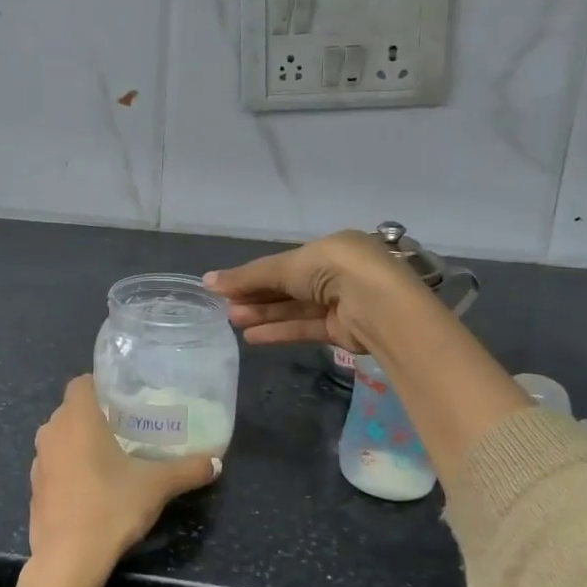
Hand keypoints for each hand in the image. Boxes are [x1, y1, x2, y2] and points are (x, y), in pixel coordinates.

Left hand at [30, 376, 218, 582]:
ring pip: (60, 437)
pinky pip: (54, 464)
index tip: (124, 399)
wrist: (68, 560)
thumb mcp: (156, 487)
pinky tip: (92, 487)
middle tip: (126, 427)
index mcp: (77, 418)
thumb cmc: (110, 507)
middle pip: (71, 409)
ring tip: (111, 456)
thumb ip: (187, 470)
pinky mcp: (34, 488)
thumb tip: (216, 462)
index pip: (81, 383)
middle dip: (94, 415)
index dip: (100, 385)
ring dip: (79, 441)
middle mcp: (52, 432)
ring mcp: (39, 461)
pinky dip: (69, 467)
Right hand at [204, 230, 422, 352]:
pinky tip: (252, 337)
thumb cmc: (333, 270)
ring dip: (264, 314)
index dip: (254, 274)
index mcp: (329, 249)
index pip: (285, 263)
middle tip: (225, 307)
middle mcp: (337, 274)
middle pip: (288, 286)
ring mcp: (341, 303)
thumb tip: (207, 281)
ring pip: (295, 308)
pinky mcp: (342, 330)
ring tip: (233, 322)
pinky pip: (305, 328)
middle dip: (257, 296)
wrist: (379, 306)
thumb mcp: (286, 267)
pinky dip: (280, 331)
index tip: (226, 286)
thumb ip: (249, 277)